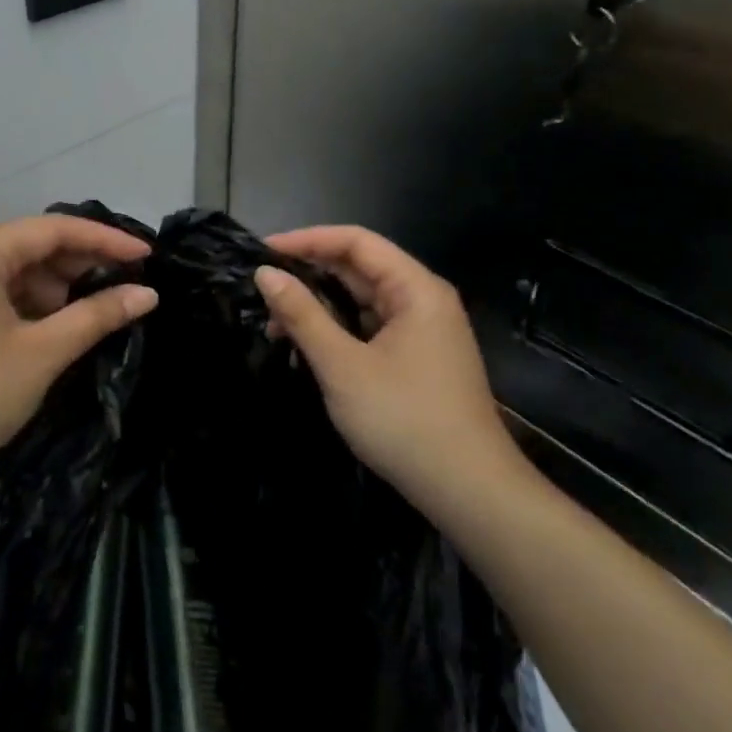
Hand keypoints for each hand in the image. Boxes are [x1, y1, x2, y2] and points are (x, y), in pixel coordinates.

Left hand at [0, 216, 157, 498]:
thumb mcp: (42, 353)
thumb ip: (97, 315)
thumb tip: (148, 295)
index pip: (51, 229)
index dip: (104, 240)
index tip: (146, 257)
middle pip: (28, 246)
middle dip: (77, 266)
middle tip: (123, 288)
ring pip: (10, 271)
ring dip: (52, 289)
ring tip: (90, 315)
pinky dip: (24, 305)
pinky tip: (51, 328)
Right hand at [255, 226, 526, 505]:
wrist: (468, 491)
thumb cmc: (404, 420)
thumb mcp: (342, 366)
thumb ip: (302, 315)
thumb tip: (266, 274)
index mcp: (415, 289)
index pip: (356, 242)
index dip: (307, 240)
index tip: (263, 252)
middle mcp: (423, 300)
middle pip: (360, 268)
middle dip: (310, 274)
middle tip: (262, 289)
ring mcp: (422, 331)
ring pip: (362, 301)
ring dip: (320, 306)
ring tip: (275, 324)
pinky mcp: (417, 359)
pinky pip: (370, 327)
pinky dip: (337, 331)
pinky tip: (307, 347)